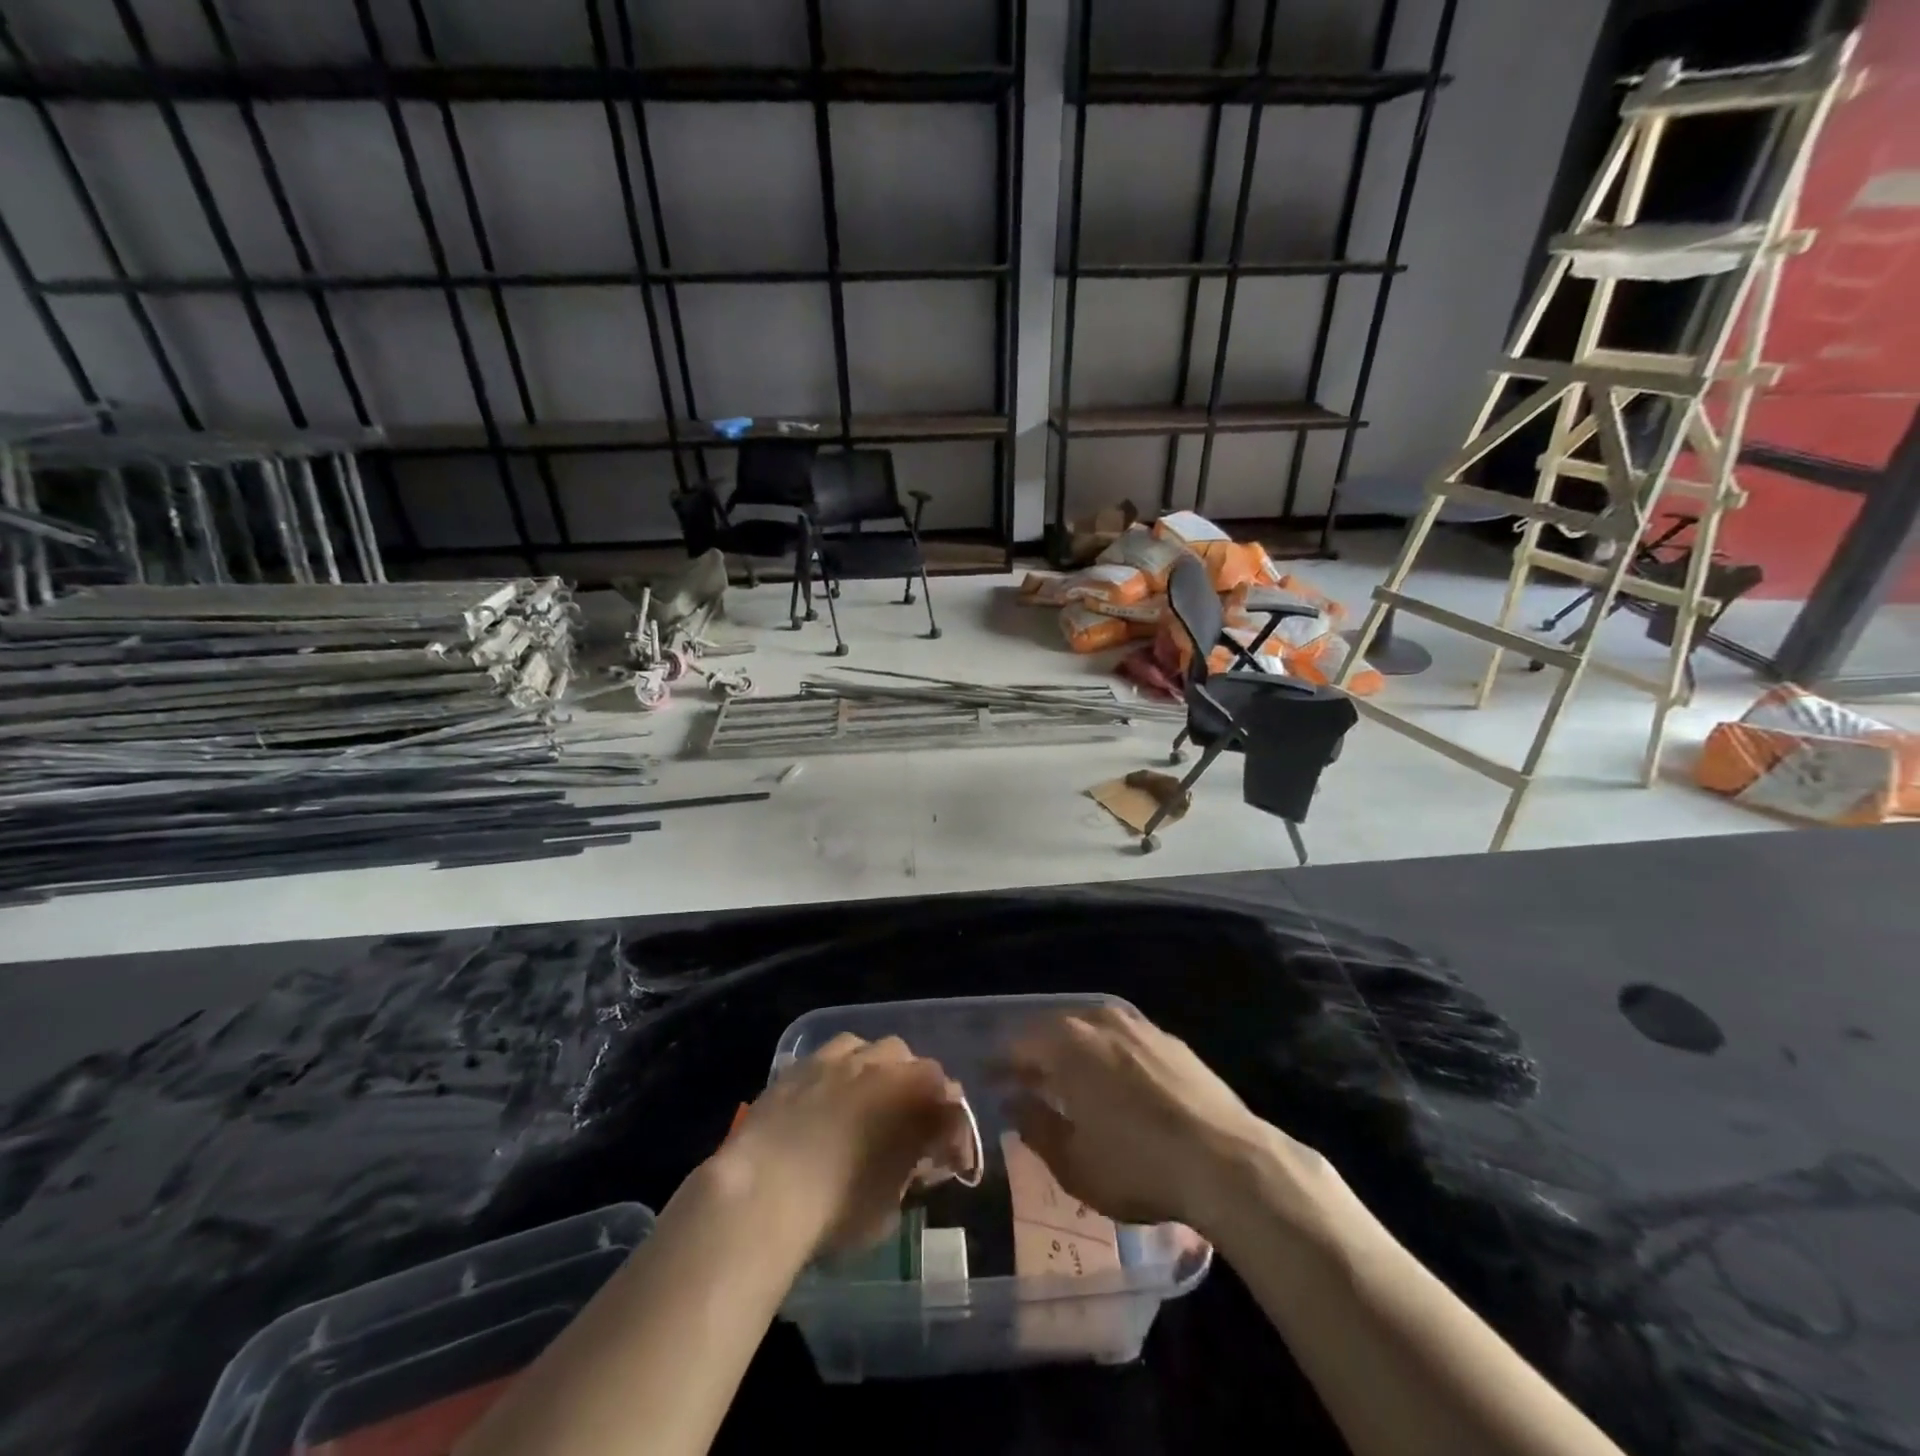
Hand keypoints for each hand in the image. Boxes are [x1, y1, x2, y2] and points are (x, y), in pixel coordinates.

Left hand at [716, 1033, 970, 1257]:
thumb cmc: (837, 1209)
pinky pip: (834, 1054)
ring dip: (883, 1071)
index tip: (948, 1163)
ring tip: (872, 1102)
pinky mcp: (803, 1063)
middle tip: (911, 1129)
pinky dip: (843, 1070)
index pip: (952, 1107)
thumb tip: (917, 1159)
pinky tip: (832, 1094)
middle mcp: (884, 1065)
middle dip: (922, 1095)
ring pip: (876, 1049)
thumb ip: (911, 1170)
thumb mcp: (891, 1205)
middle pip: (919, 1068)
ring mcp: (841, 1059)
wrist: (764, 1192)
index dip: (955, 1136)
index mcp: (916, 1097)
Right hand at [1002, 1005, 1309, 1233]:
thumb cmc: (1138, 1166)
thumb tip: (1014, 1102)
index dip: (1002, 1065)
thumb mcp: (1074, 1163)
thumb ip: (1036, 1127)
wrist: (1226, 1160)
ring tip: (1069, 1081)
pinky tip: (1114, 1079)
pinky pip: (1123, 1037)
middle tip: (1026, 1082)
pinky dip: (1107, 1053)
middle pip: (1054, 1031)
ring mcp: (1138, 1026)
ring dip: (1073, 1051)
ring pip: (1090, 1029)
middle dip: (1036, 1055)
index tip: (991, 1082)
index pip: (1019, 1045)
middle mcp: (1098, 1021)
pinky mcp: (1169, 1039)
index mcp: (1067, 1046)